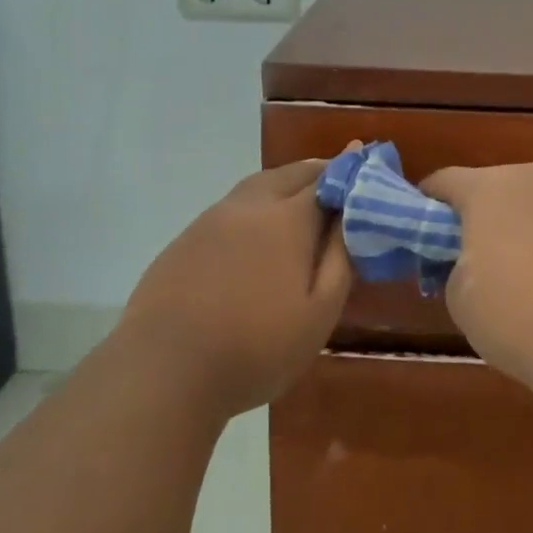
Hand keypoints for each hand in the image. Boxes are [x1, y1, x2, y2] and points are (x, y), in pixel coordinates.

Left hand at [120, 160, 352, 418]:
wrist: (165, 370)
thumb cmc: (256, 348)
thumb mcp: (318, 313)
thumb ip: (340, 260)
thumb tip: (352, 219)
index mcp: (287, 219)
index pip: (327, 179)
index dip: (350, 171)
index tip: (367, 162)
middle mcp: (248, 206)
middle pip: (289, 174)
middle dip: (317, 171)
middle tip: (339, 177)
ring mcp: (210, 221)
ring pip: (255, 187)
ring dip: (284, 184)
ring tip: (301, 198)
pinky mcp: (185, 241)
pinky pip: (230, 209)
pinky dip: (254, 206)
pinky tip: (255, 233)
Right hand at [420, 162, 532, 392]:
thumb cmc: (515, 316)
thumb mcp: (459, 296)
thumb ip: (455, 266)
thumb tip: (473, 264)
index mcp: (489, 187)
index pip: (443, 182)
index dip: (426, 207)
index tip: (421, 237)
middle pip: (495, 188)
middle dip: (479, 217)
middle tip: (471, 259)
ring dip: (523, 231)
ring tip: (524, 279)